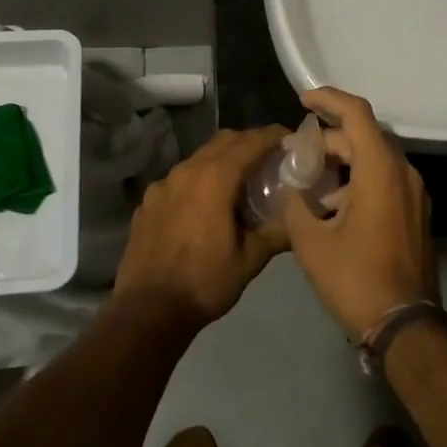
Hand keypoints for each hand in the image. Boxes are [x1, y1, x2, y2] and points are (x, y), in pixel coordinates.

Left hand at [116, 126, 291, 327]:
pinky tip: (204, 205)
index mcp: (215, 178)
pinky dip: (199, 179)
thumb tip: (299, 220)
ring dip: (222, 159)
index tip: (290, 138)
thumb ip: (276, 232)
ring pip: (199, 157)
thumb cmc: (204, 282)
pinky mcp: (148, 202)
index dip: (273, 136)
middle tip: (269, 157)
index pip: (251, 142)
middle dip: (249, 142)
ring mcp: (163, 185)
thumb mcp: (250, 260)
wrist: (147, 311)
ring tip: (239, 181)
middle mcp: (187, 171)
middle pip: (224, 141)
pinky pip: (179, 178)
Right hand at [284, 87, 436, 340]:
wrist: (405, 325)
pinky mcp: (416, 214)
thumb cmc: (356, 279)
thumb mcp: (311, 243)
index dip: (329, 99)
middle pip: (364, 137)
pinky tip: (332, 208)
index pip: (357, 114)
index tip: (303, 100)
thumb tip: (290, 189)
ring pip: (375, 160)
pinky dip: (358, 181)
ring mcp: (414, 194)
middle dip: (329, 140)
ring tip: (310, 185)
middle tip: (297, 156)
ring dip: (343, 163)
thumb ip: (295, 205)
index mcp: (380, 170)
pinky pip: (385, 181)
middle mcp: (403, 173)